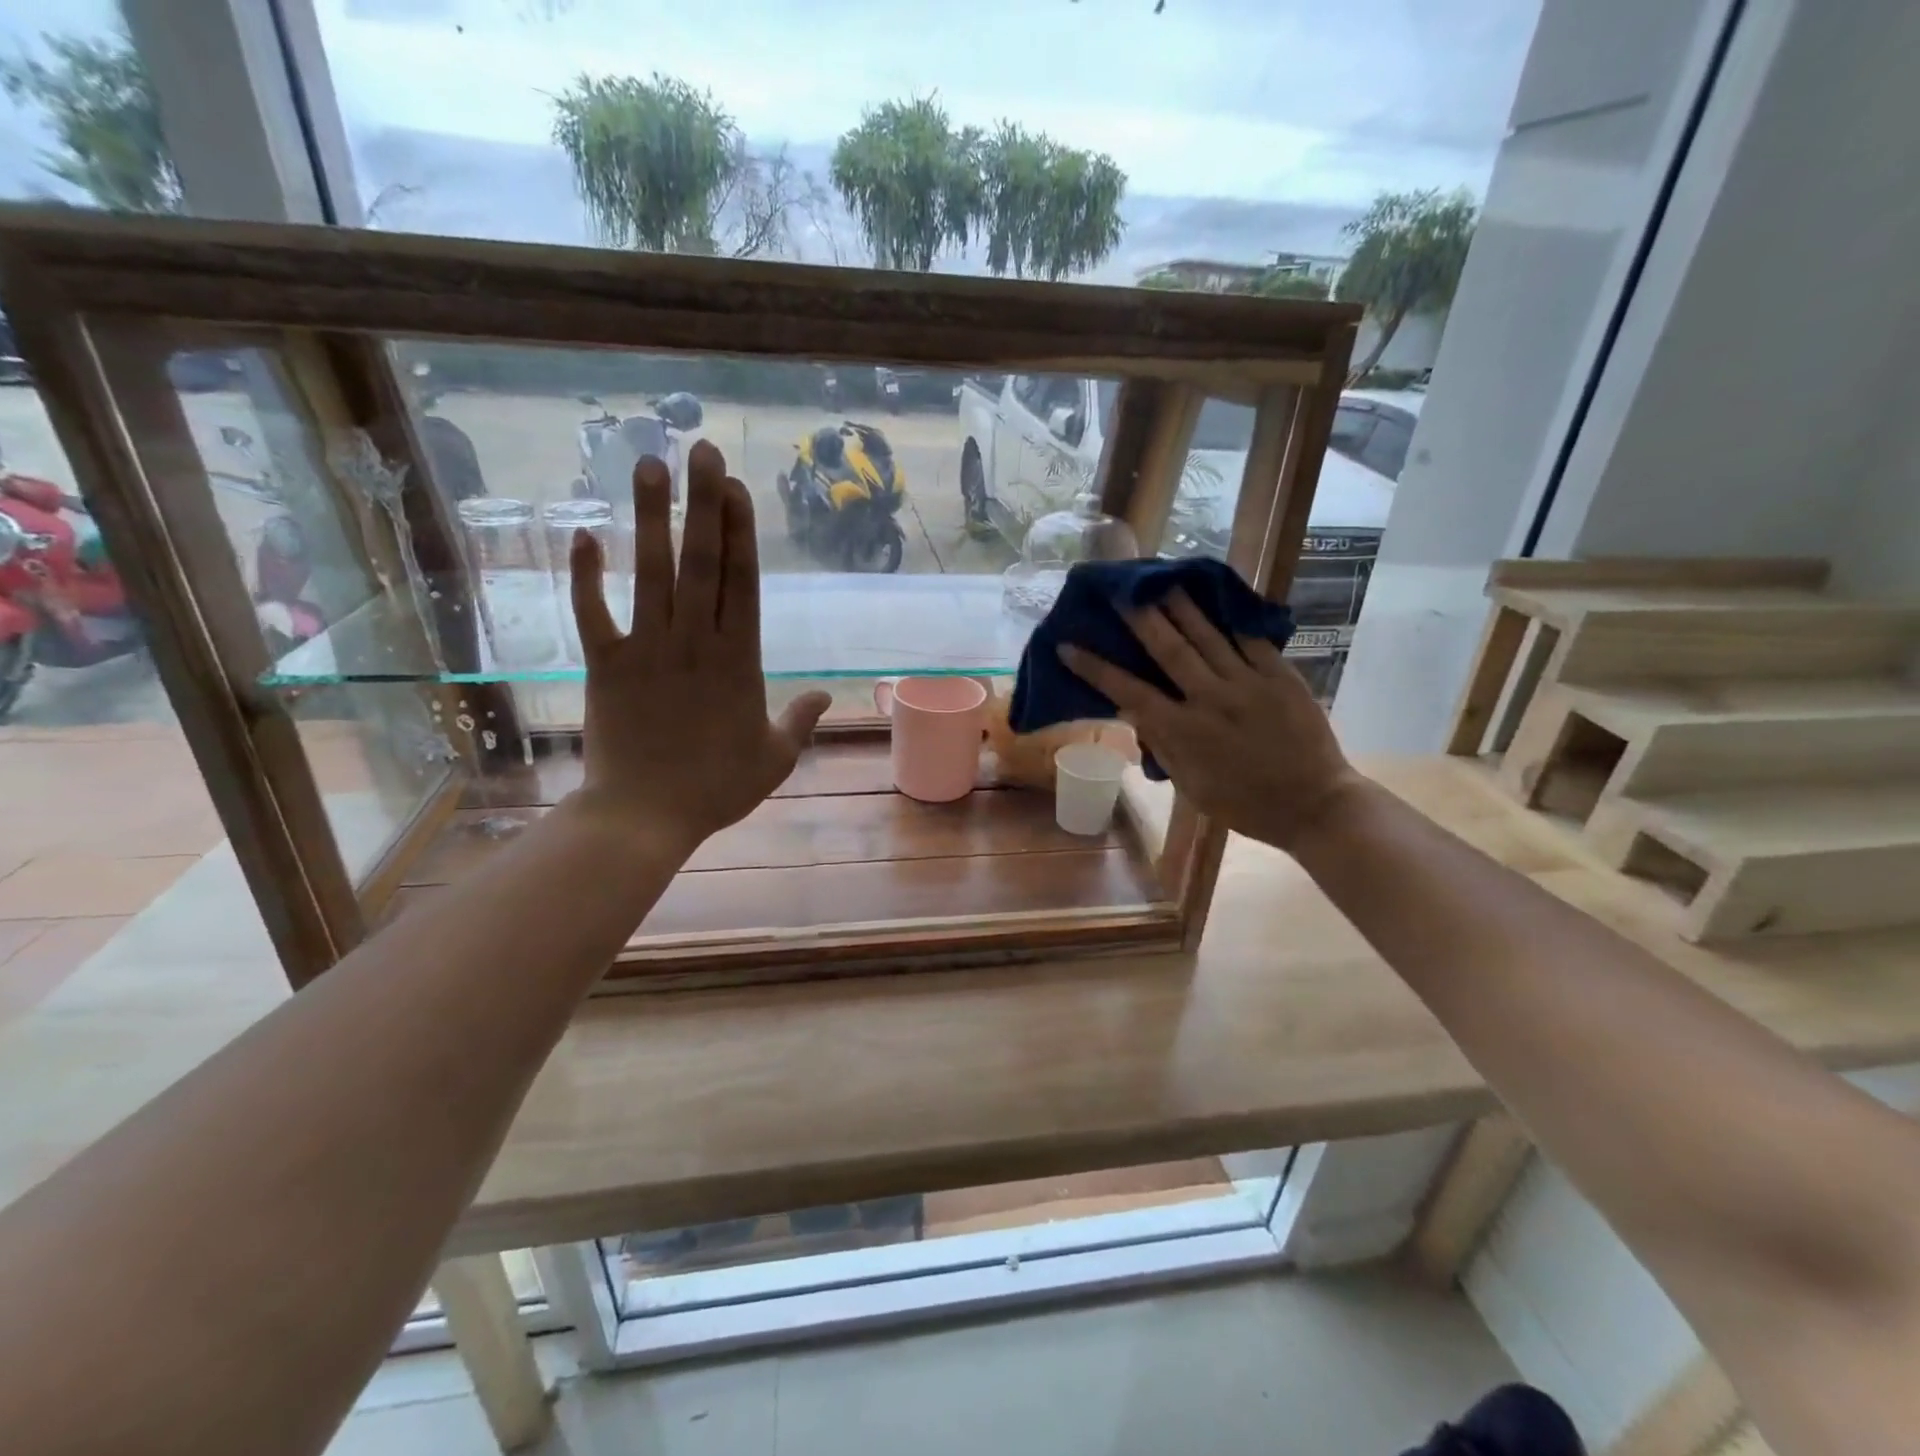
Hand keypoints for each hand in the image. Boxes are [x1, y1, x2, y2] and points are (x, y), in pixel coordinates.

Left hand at [566, 440, 829, 852]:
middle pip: (701, 563)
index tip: (737, 487)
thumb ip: (801, 720)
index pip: (742, 583)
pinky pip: (593, 614)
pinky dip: (586, 577)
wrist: (645, 817)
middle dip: (704, 503)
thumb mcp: (775, 757)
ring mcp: (648, 651)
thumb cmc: (717, 789)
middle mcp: (695, 643)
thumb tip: (827, 695)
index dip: (741, 531)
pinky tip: (584, 534)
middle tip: (701, 449)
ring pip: (651, 574)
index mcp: (739, 661)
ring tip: (650, 465)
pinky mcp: (606, 666)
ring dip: (651, 518)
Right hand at [1058, 591, 1362, 853]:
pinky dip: (1230, 617)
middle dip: (1141, 617)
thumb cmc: (1244, 804)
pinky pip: (1250, 639)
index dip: (1095, 668)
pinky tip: (1215, 597)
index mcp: (1184, 733)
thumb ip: (1162, 746)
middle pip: (1169, 649)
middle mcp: (1211, 700)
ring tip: (1162, 580)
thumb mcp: (1191, 786)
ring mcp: (1248, 683)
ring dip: (1181, 606)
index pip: (1129, 692)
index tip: (1068, 646)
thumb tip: (1135, 711)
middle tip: (1121, 590)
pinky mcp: (1281, 675)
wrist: (1314, 806)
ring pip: (1208, 635)